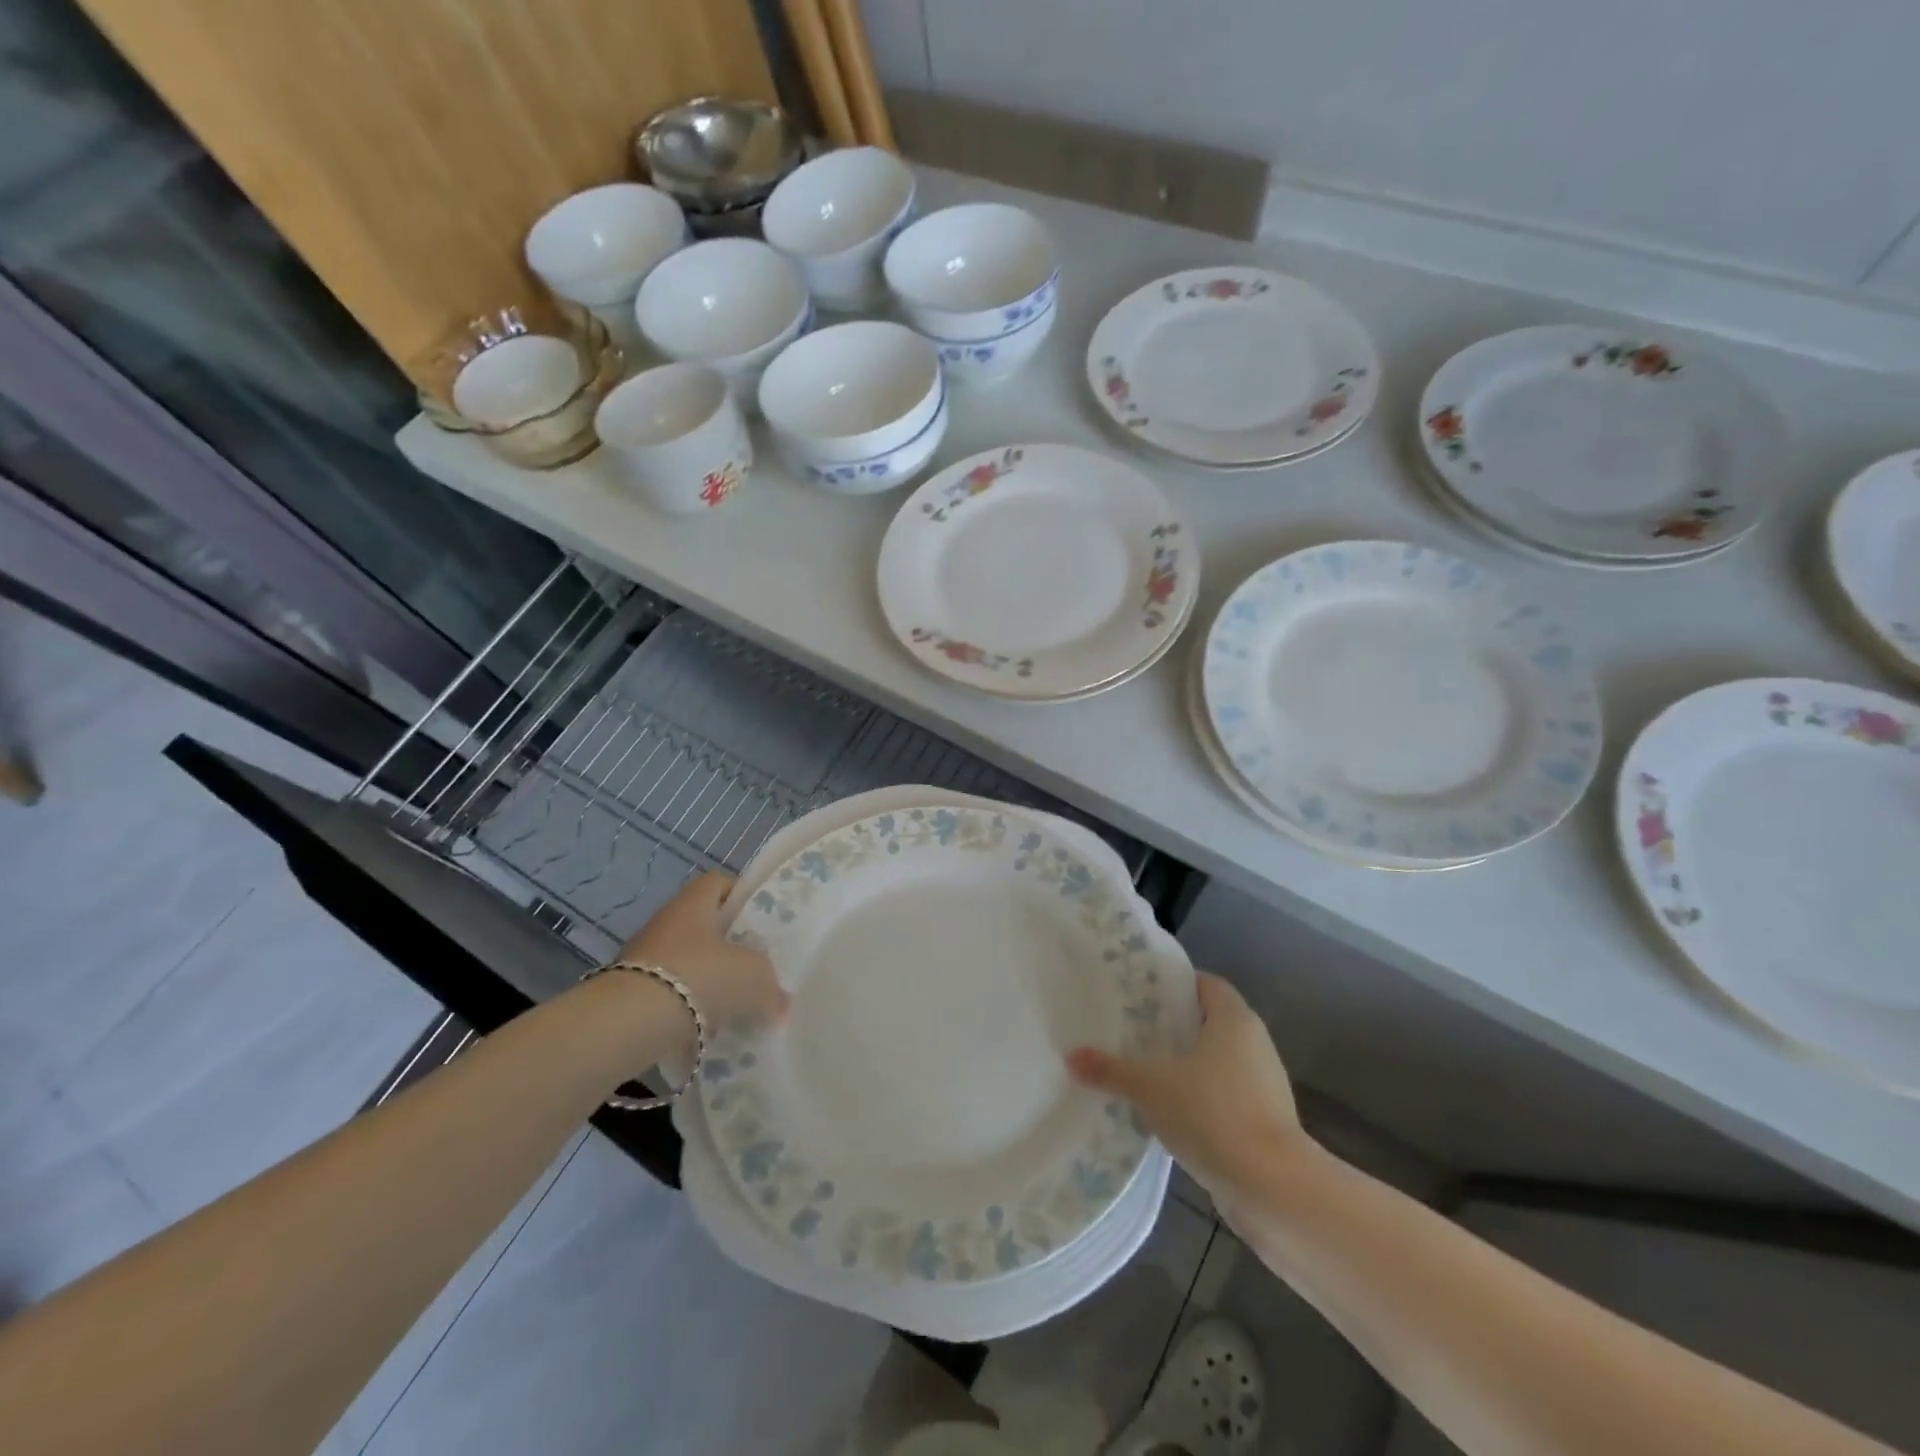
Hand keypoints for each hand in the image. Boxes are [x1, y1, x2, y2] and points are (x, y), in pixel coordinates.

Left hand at [619, 871, 787, 1026]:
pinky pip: (666, 991)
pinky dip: (684, 1004)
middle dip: (725, 943)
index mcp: (694, 903)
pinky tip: (703, 1025)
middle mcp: (665, 921)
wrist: (632, 1020)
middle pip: (701, 923)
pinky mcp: (628, 990)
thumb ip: (771, 985)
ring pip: (684, 959)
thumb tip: (780, 1001)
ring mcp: (642, 956)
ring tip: (730, 1001)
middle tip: (751, 964)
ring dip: (704, 976)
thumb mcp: (753, 976)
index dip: (739, 895)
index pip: (718, 882)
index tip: (759, 920)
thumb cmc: (702, 976)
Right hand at [1067, 972, 1306, 1206]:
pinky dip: (1198, 1098)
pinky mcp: (1264, 1122)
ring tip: (1142, 1069)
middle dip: (1173, 1025)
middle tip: (1131, 1028)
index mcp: (1234, 1020)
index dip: (1175, 984)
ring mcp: (1263, 1085)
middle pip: (1209, 1021)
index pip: (1205, 984)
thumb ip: (1111, 1070)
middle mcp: (1254, 1044)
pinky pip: (1224, 1096)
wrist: (1273, 1189)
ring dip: (1185, 1066)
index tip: (1141, 992)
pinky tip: (1167, 1112)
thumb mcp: (1151, 1088)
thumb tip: (1072, 1058)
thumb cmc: (1213, 1115)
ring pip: (1217, 1062)